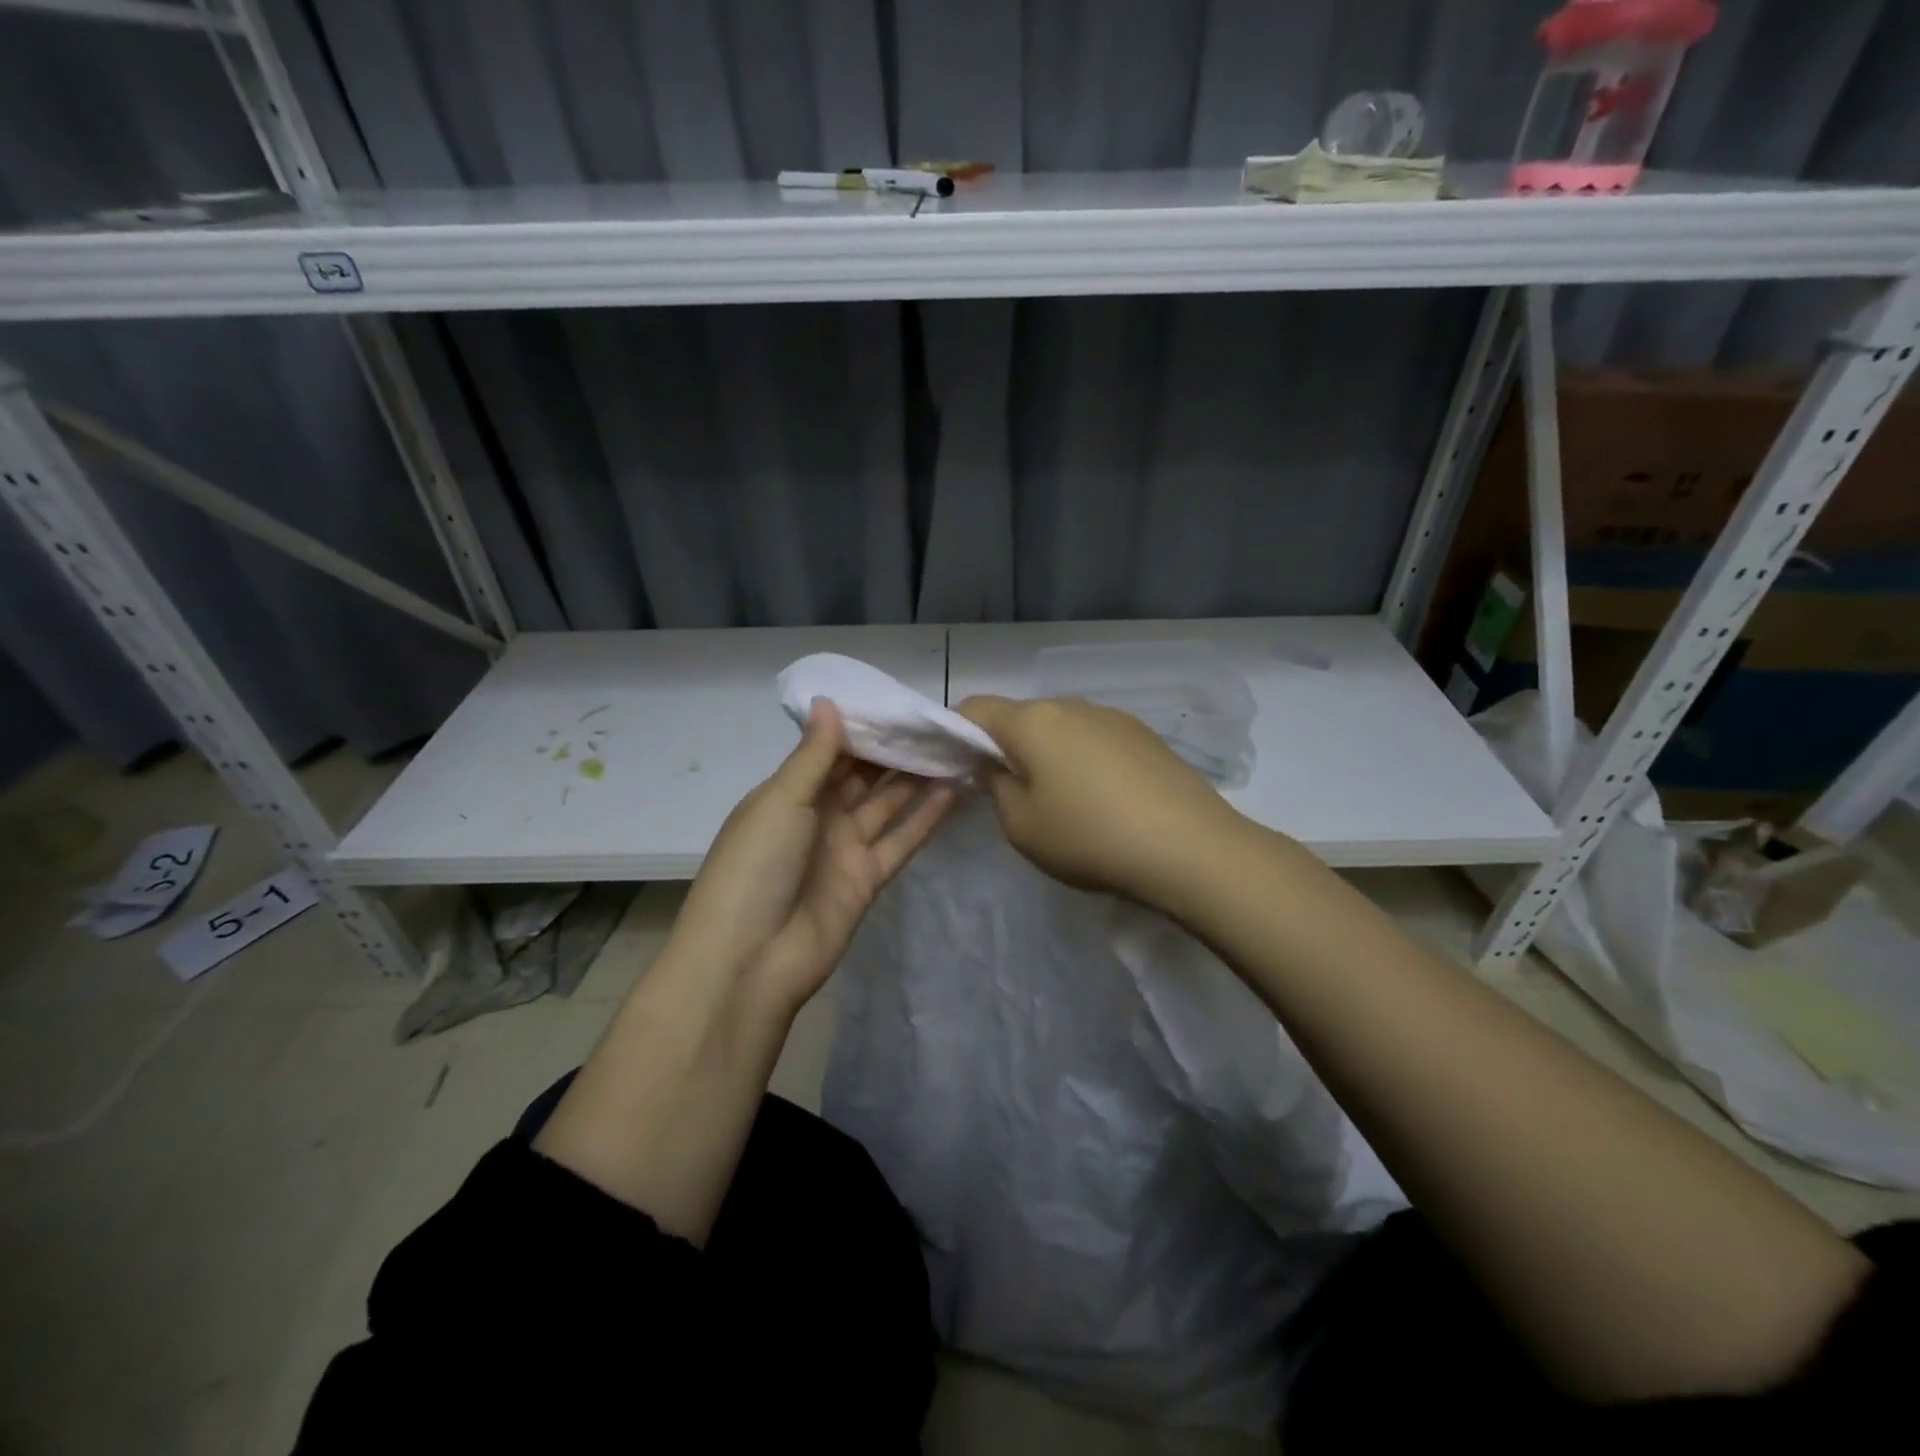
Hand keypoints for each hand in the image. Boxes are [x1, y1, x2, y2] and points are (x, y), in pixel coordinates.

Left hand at [674, 700, 953, 1016]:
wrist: (751, 959)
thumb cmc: (756, 867)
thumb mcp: (781, 801)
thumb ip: (813, 756)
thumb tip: (829, 702)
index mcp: (789, 793)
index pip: (831, 751)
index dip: (864, 728)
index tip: (900, 703)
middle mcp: (818, 815)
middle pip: (863, 776)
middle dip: (894, 751)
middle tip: (937, 722)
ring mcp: (844, 848)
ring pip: (887, 805)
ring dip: (916, 779)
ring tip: (952, 748)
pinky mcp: (867, 879)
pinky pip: (901, 841)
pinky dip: (925, 818)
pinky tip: (953, 790)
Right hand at [957, 695, 1244, 911]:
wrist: (1191, 848)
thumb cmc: (1090, 838)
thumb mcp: (1021, 825)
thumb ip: (997, 787)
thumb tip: (999, 766)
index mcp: (1032, 721)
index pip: (974, 708)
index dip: (954, 731)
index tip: (954, 765)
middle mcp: (1070, 705)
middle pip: (1019, 716)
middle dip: (1003, 745)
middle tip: (1004, 789)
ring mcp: (1112, 716)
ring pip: (1059, 726)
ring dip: (1045, 752)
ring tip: (1058, 798)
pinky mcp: (1143, 734)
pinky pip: (1093, 737)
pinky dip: (1080, 758)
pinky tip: (1099, 797)